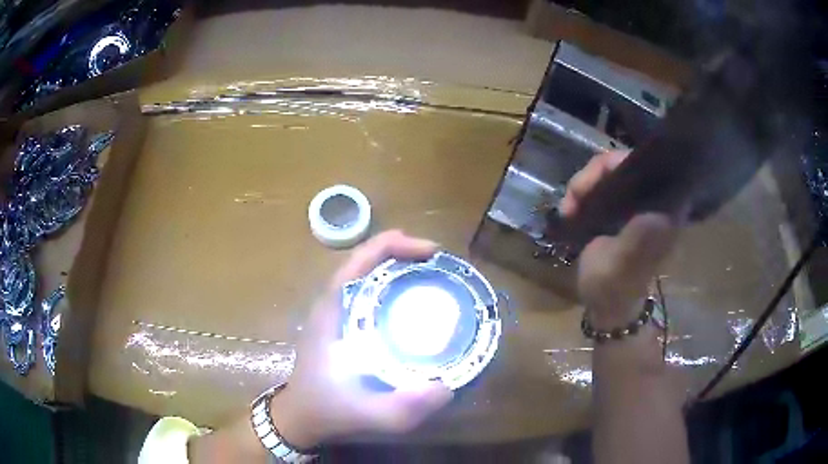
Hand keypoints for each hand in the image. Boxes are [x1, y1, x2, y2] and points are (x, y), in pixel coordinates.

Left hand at [270, 231, 453, 448]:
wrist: (300, 417)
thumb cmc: (327, 411)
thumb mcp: (368, 415)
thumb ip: (403, 409)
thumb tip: (446, 388)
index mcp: (333, 311)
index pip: (360, 260)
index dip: (396, 246)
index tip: (432, 253)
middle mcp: (332, 303)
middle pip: (367, 260)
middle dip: (405, 253)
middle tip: (441, 265)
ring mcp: (335, 312)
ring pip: (368, 274)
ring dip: (399, 266)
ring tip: (434, 275)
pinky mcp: (341, 322)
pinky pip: (368, 292)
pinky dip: (392, 286)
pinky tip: (414, 302)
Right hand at [560, 151, 678, 328]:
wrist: (606, 307)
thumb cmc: (614, 289)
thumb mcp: (622, 267)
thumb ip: (637, 242)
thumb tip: (656, 213)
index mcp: (663, 212)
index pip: (644, 166)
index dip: (614, 165)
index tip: (586, 186)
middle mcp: (653, 202)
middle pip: (623, 165)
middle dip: (593, 176)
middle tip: (571, 199)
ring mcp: (636, 205)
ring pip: (609, 173)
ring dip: (584, 186)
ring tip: (568, 208)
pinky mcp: (622, 211)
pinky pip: (602, 186)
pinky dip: (583, 193)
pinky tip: (571, 209)